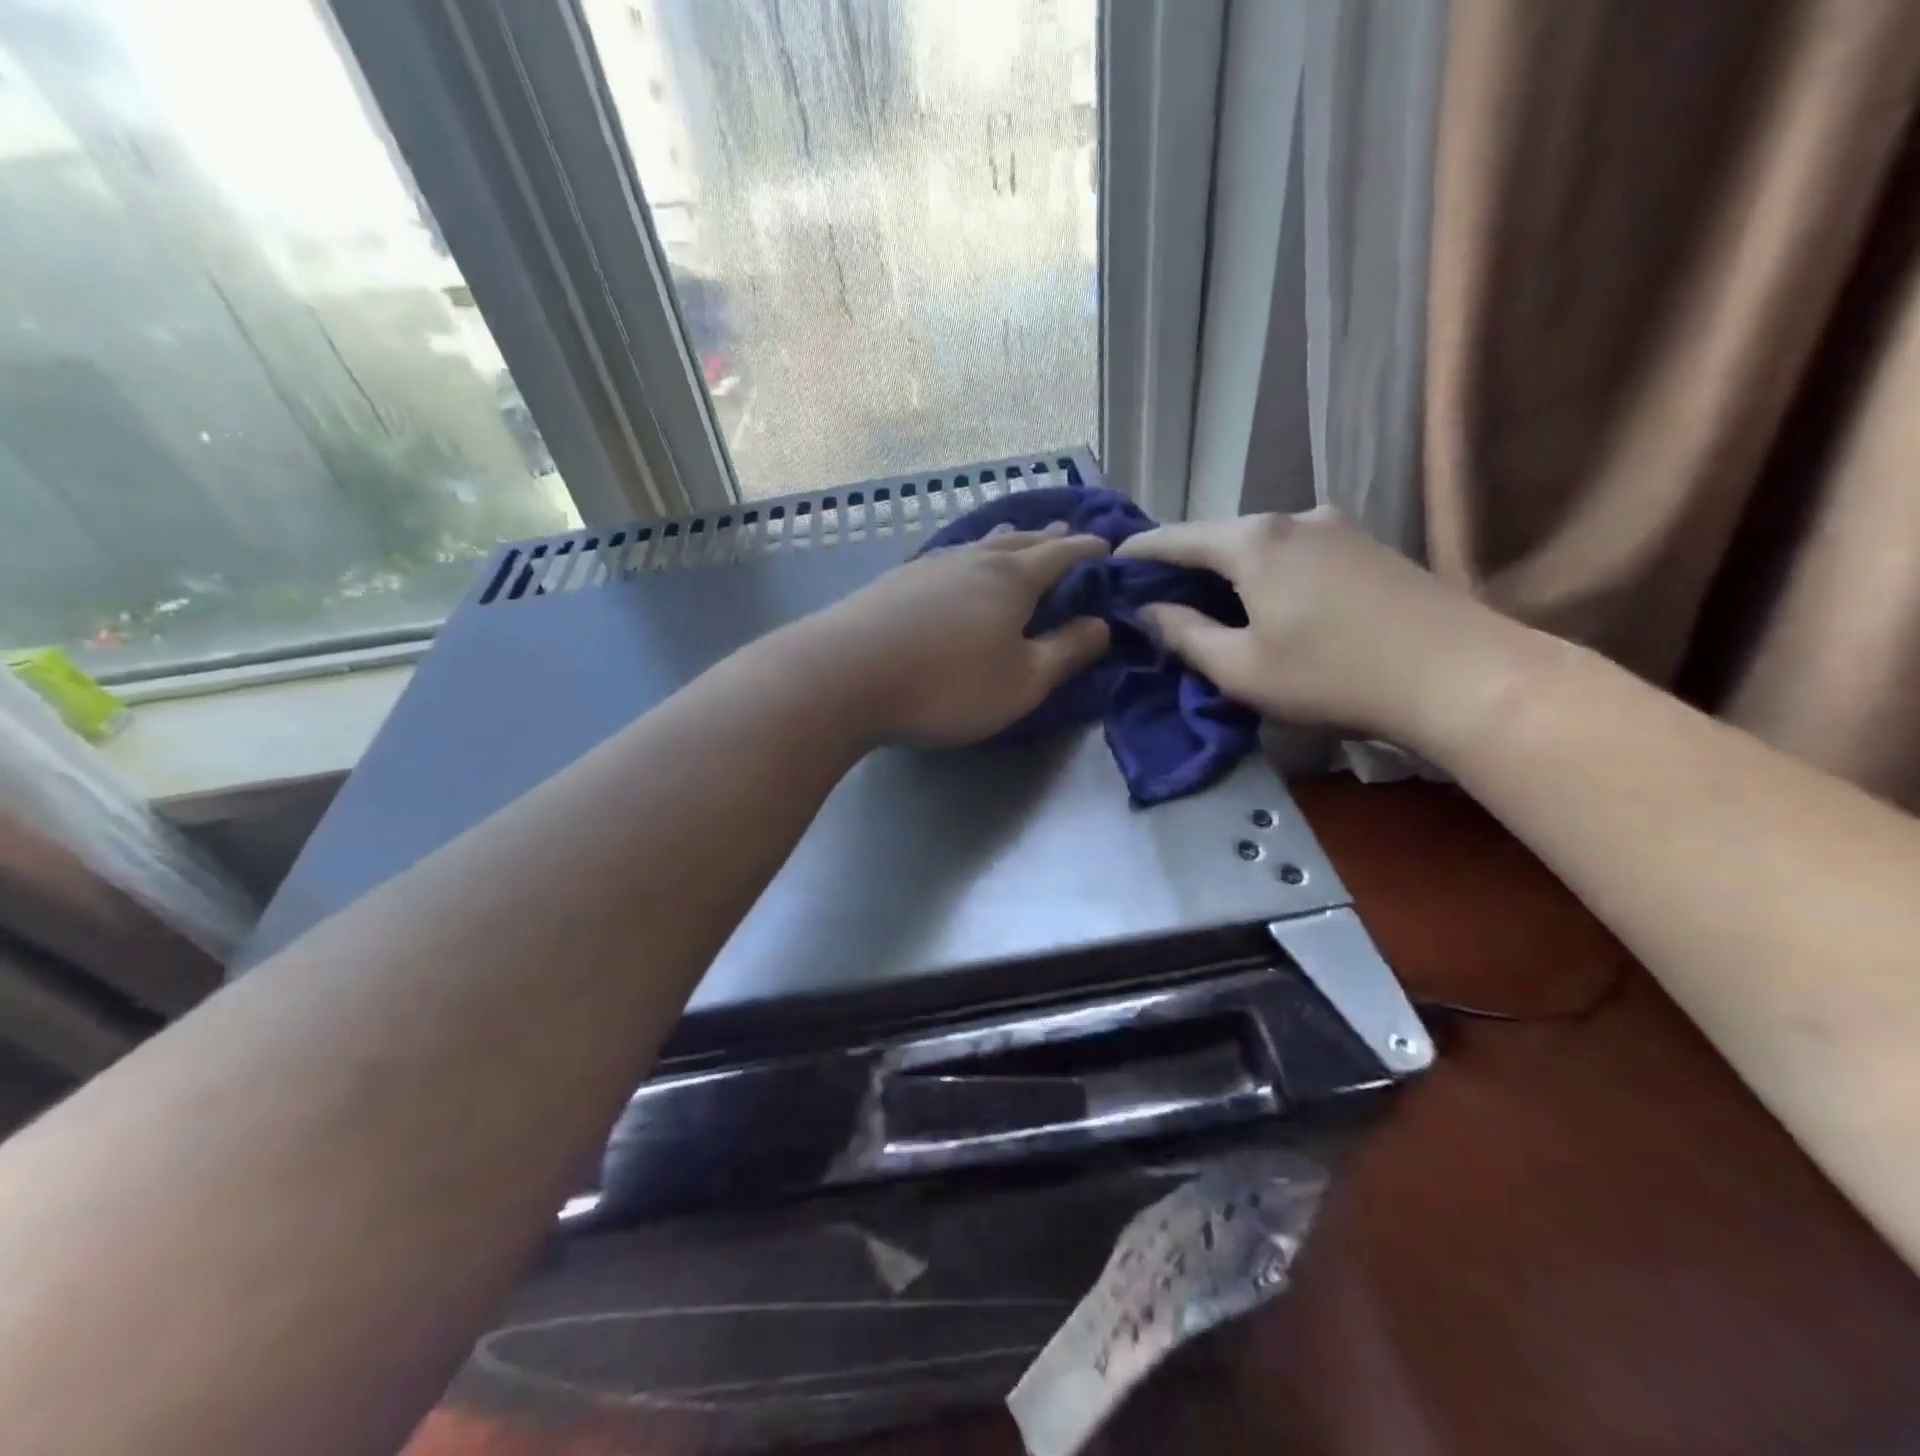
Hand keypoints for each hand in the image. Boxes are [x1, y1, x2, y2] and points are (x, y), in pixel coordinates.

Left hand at [805, 523, 1112, 747]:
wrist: (844, 675)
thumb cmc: (947, 684)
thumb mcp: (1022, 681)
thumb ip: (1066, 652)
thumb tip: (1102, 624)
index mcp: (1012, 579)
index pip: (1061, 555)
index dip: (1087, 549)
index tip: (1108, 544)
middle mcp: (972, 561)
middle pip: (1019, 541)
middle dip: (1047, 537)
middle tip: (1065, 530)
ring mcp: (928, 567)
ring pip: (978, 545)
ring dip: (1005, 541)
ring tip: (1015, 536)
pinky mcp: (894, 583)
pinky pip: (947, 559)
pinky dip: (967, 557)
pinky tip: (955, 565)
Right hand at [1116, 506, 1540, 751]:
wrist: (1459, 675)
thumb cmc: (1332, 675)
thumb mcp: (1240, 668)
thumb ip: (1185, 636)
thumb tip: (1150, 612)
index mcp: (1252, 542)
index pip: (1177, 538)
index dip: (1140, 551)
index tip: (1112, 561)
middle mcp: (1293, 518)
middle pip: (1221, 537)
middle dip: (1185, 564)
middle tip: (1157, 595)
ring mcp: (1337, 527)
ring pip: (1261, 545)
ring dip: (1229, 570)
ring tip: (1211, 603)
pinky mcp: (1369, 546)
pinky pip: (1297, 552)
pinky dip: (1268, 573)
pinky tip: (1269, 602)